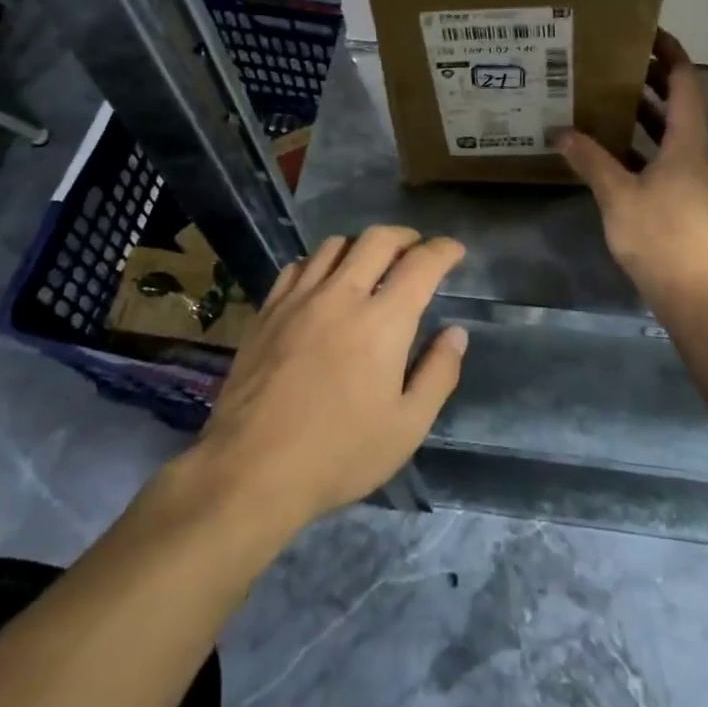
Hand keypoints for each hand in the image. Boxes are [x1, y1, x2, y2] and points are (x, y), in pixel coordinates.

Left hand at [196, 227, 467, 529]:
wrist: (252, 469)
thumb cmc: (339, 454)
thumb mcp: (407, 427)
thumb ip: (438, 374)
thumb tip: (455, 333)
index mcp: (382, 322)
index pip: (421, 264)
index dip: (443, 250)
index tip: (454, 250)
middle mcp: (342, 296)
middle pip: (378, 239)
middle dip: (406, 236)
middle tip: (417, 250)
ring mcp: (299, 299)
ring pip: (336, 245)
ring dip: (363, 246)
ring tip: (372, 264)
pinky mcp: (268, 310)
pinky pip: (299, 266)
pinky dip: (321, 262)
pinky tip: (324, 282)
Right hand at [556, 31, 707, 306]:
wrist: (702, 298)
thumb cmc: (662, 238)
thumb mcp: (618, 196)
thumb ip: (590, 161)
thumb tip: (561, 132)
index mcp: (689, 142)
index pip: (685, 83)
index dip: (670, 54)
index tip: (647, 34)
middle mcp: (700, 154)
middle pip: (681, 106)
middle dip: (653, 81)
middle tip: (616, 64)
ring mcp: (699, 181)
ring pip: (674, 135)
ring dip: (648, 116)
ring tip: (610, 101)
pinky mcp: (693, 204)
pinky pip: (670, 160)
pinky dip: (646, 147)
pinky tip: (617, 156)